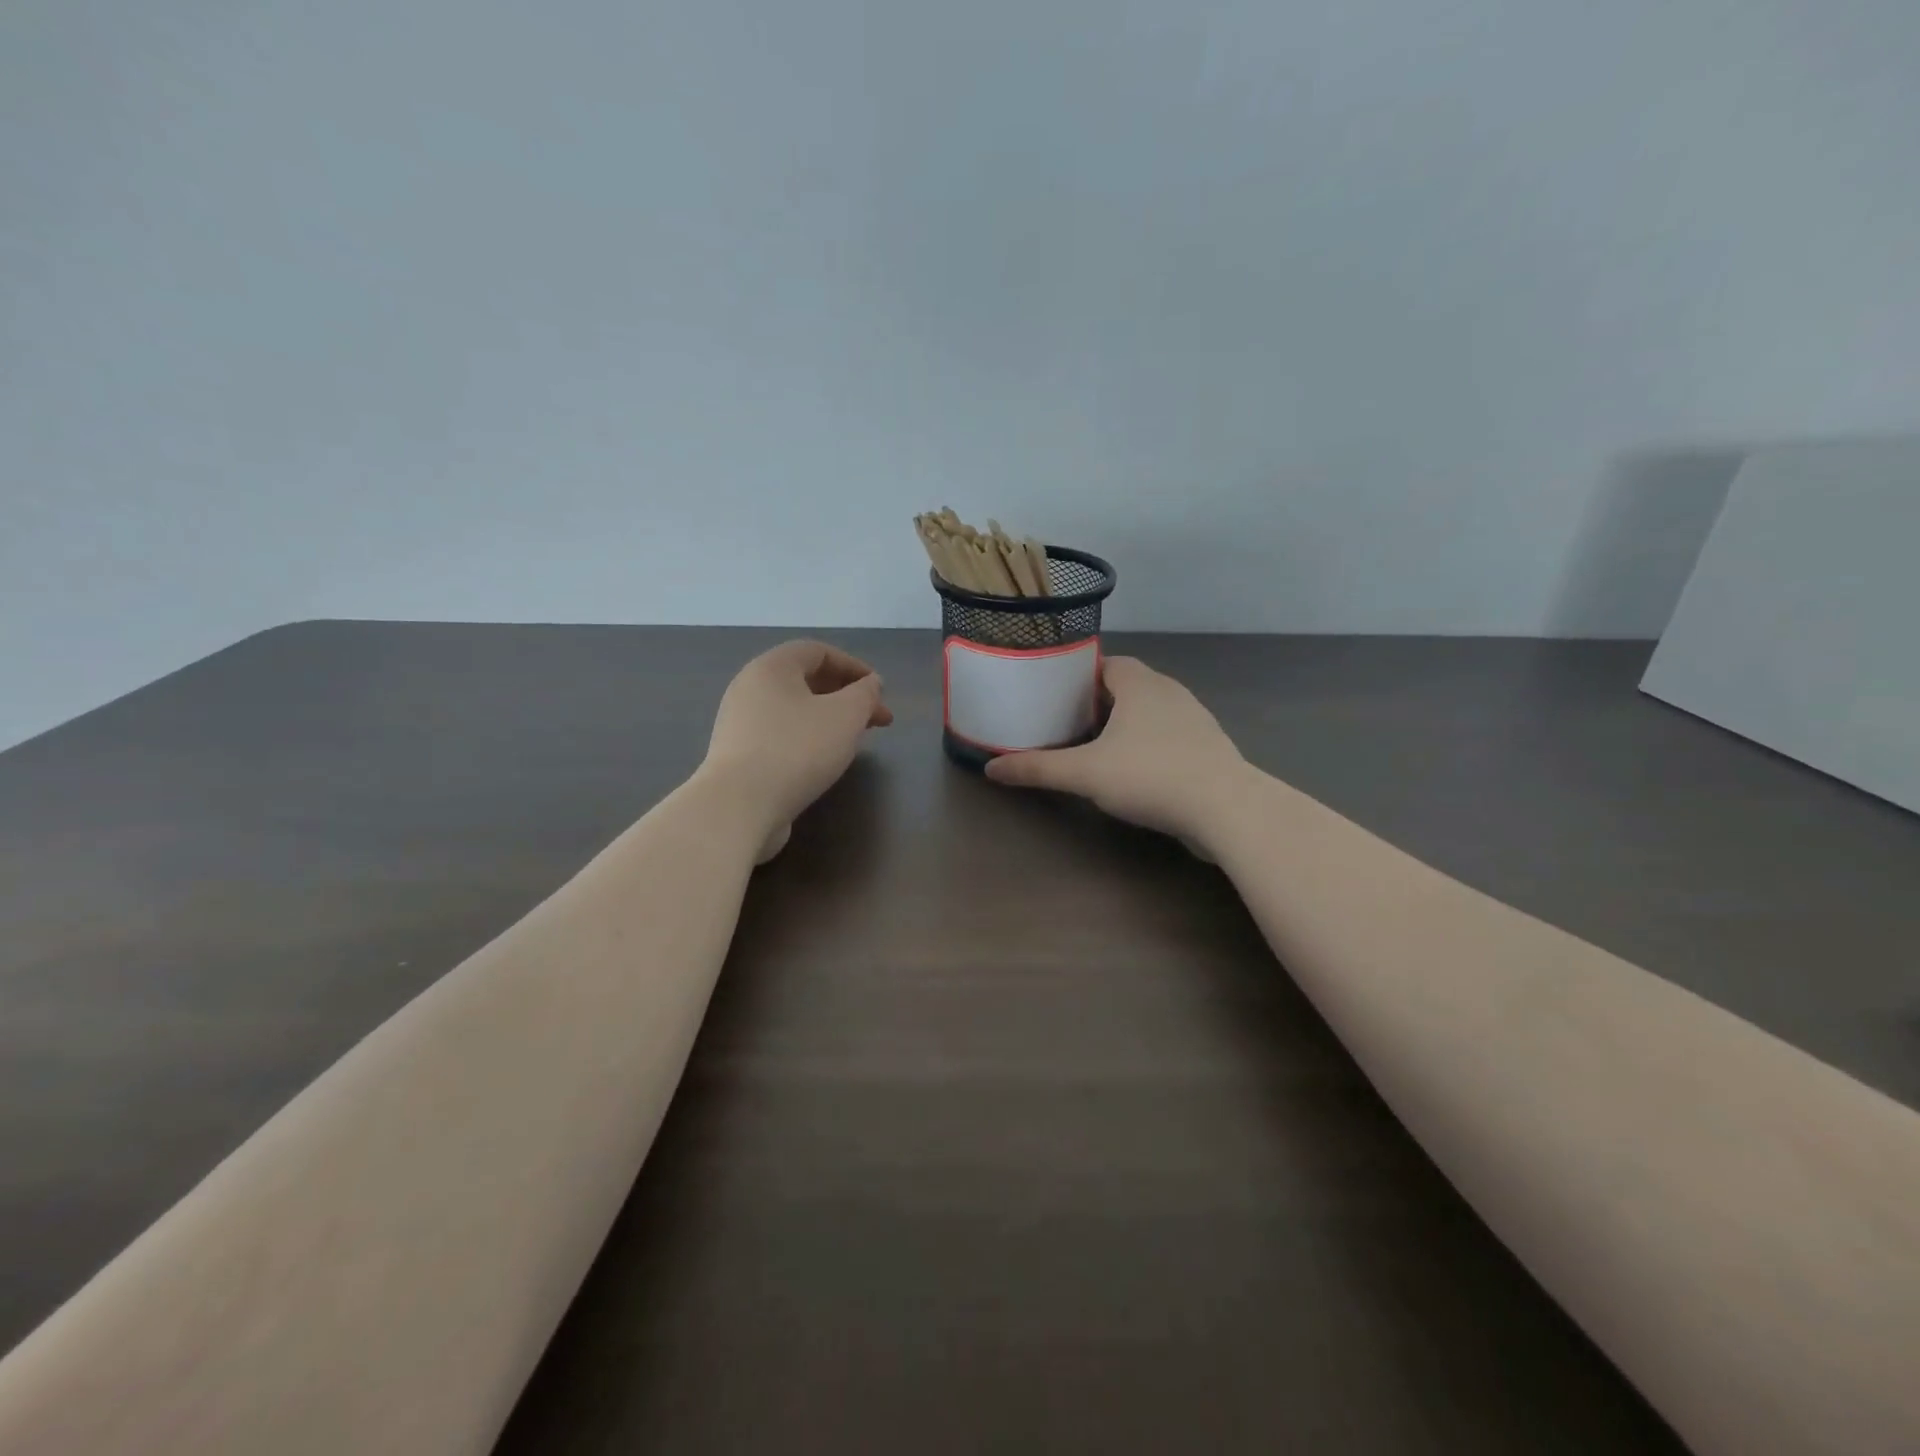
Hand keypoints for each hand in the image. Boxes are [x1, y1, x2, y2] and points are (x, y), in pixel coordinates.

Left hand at [702, 640, 892, 861]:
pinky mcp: (738, 755)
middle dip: (846, 696)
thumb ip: (865, 694)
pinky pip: (781, 735)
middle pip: (806, 680)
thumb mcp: (846, 716)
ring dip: (830, 719)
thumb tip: (871, 684)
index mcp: (771, 667)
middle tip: (877, 719)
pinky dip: (809, 738)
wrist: (739, 806)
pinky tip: (824, 760)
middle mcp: (750, 688)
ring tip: (855, 740)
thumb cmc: (797, 749)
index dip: (854, 667)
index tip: (880, 691)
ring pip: (794, 710)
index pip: (818, 652)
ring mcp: (740, 723)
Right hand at [984, 656, 1246, 850]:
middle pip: (1127, 686)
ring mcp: (1194, 719)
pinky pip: (1170, 736)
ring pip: (1151, 712)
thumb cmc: (1150, 776)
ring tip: (1096, 748)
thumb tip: (990, 768)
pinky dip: (1149, 745)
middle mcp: (1169, 692)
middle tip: (1067, 724)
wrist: (1226, 809)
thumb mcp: (1085, 773)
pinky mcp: (1208, 748)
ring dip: (1126, 724)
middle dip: (1098, 702)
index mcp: (1140, 683)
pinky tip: (1135, 771)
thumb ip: (1038, 768)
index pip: (1106, 662)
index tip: (1055, 695)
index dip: (1079, 675)